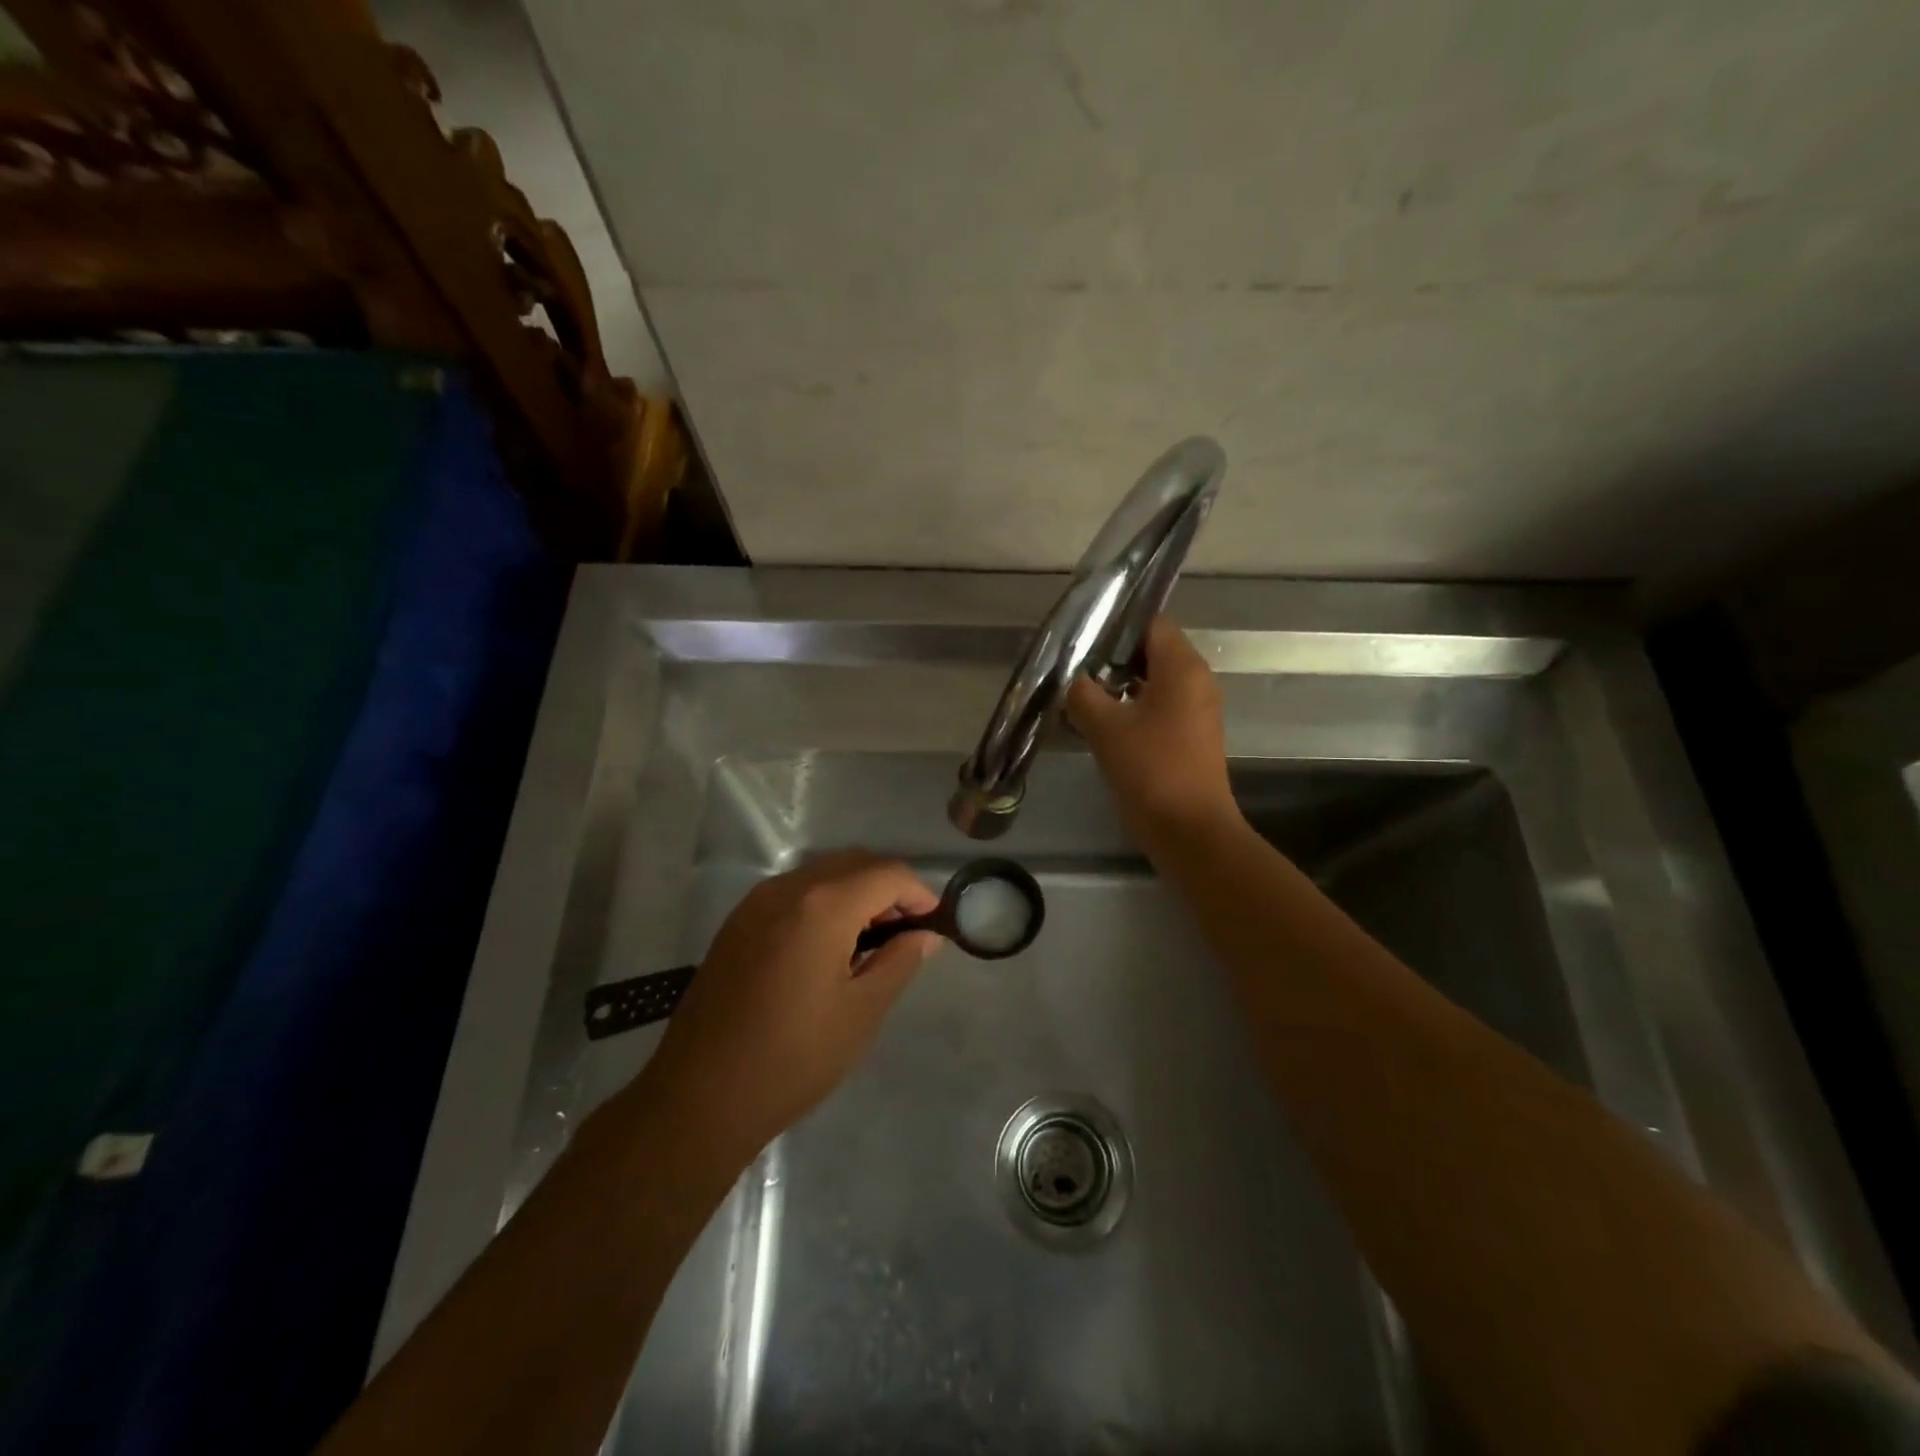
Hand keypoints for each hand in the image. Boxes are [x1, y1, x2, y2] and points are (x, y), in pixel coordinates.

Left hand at [640, 851, 941, 1161]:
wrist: (699, 1096)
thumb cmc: (793, 1057)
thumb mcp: (862, 1012)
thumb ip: (900, 960)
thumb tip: (925, 934)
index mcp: (823, 905)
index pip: (887, 873)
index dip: (919, 893)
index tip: (934, 926)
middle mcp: (787, 887)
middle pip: (855, 863)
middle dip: (889, 889)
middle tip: (906, 933)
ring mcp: (756, 902)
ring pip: (823, 874)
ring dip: (856, 892)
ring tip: (871, 941)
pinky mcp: (738, 922)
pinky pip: (794, 892)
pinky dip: (824, 902)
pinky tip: (828, 947)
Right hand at [1068, 616, 1234, 835]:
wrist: (1189, 831)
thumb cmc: (1150, 769)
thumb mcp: (1105, 727)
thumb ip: (1082, 694)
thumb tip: (1072, 680)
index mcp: (1182, 667)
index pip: (1150, 623)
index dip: (1115, 625)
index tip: (1081, 636)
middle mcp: (1196, 680)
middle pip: (1151, 651)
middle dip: (1111, 657)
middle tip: (1074, 668)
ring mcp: (1196, 710)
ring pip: (1153, 681)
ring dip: (1118, 686)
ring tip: (1080, 695)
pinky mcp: (1190, 736)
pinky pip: (1158, 707)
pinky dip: (1132, 708)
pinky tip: (1100, 724)